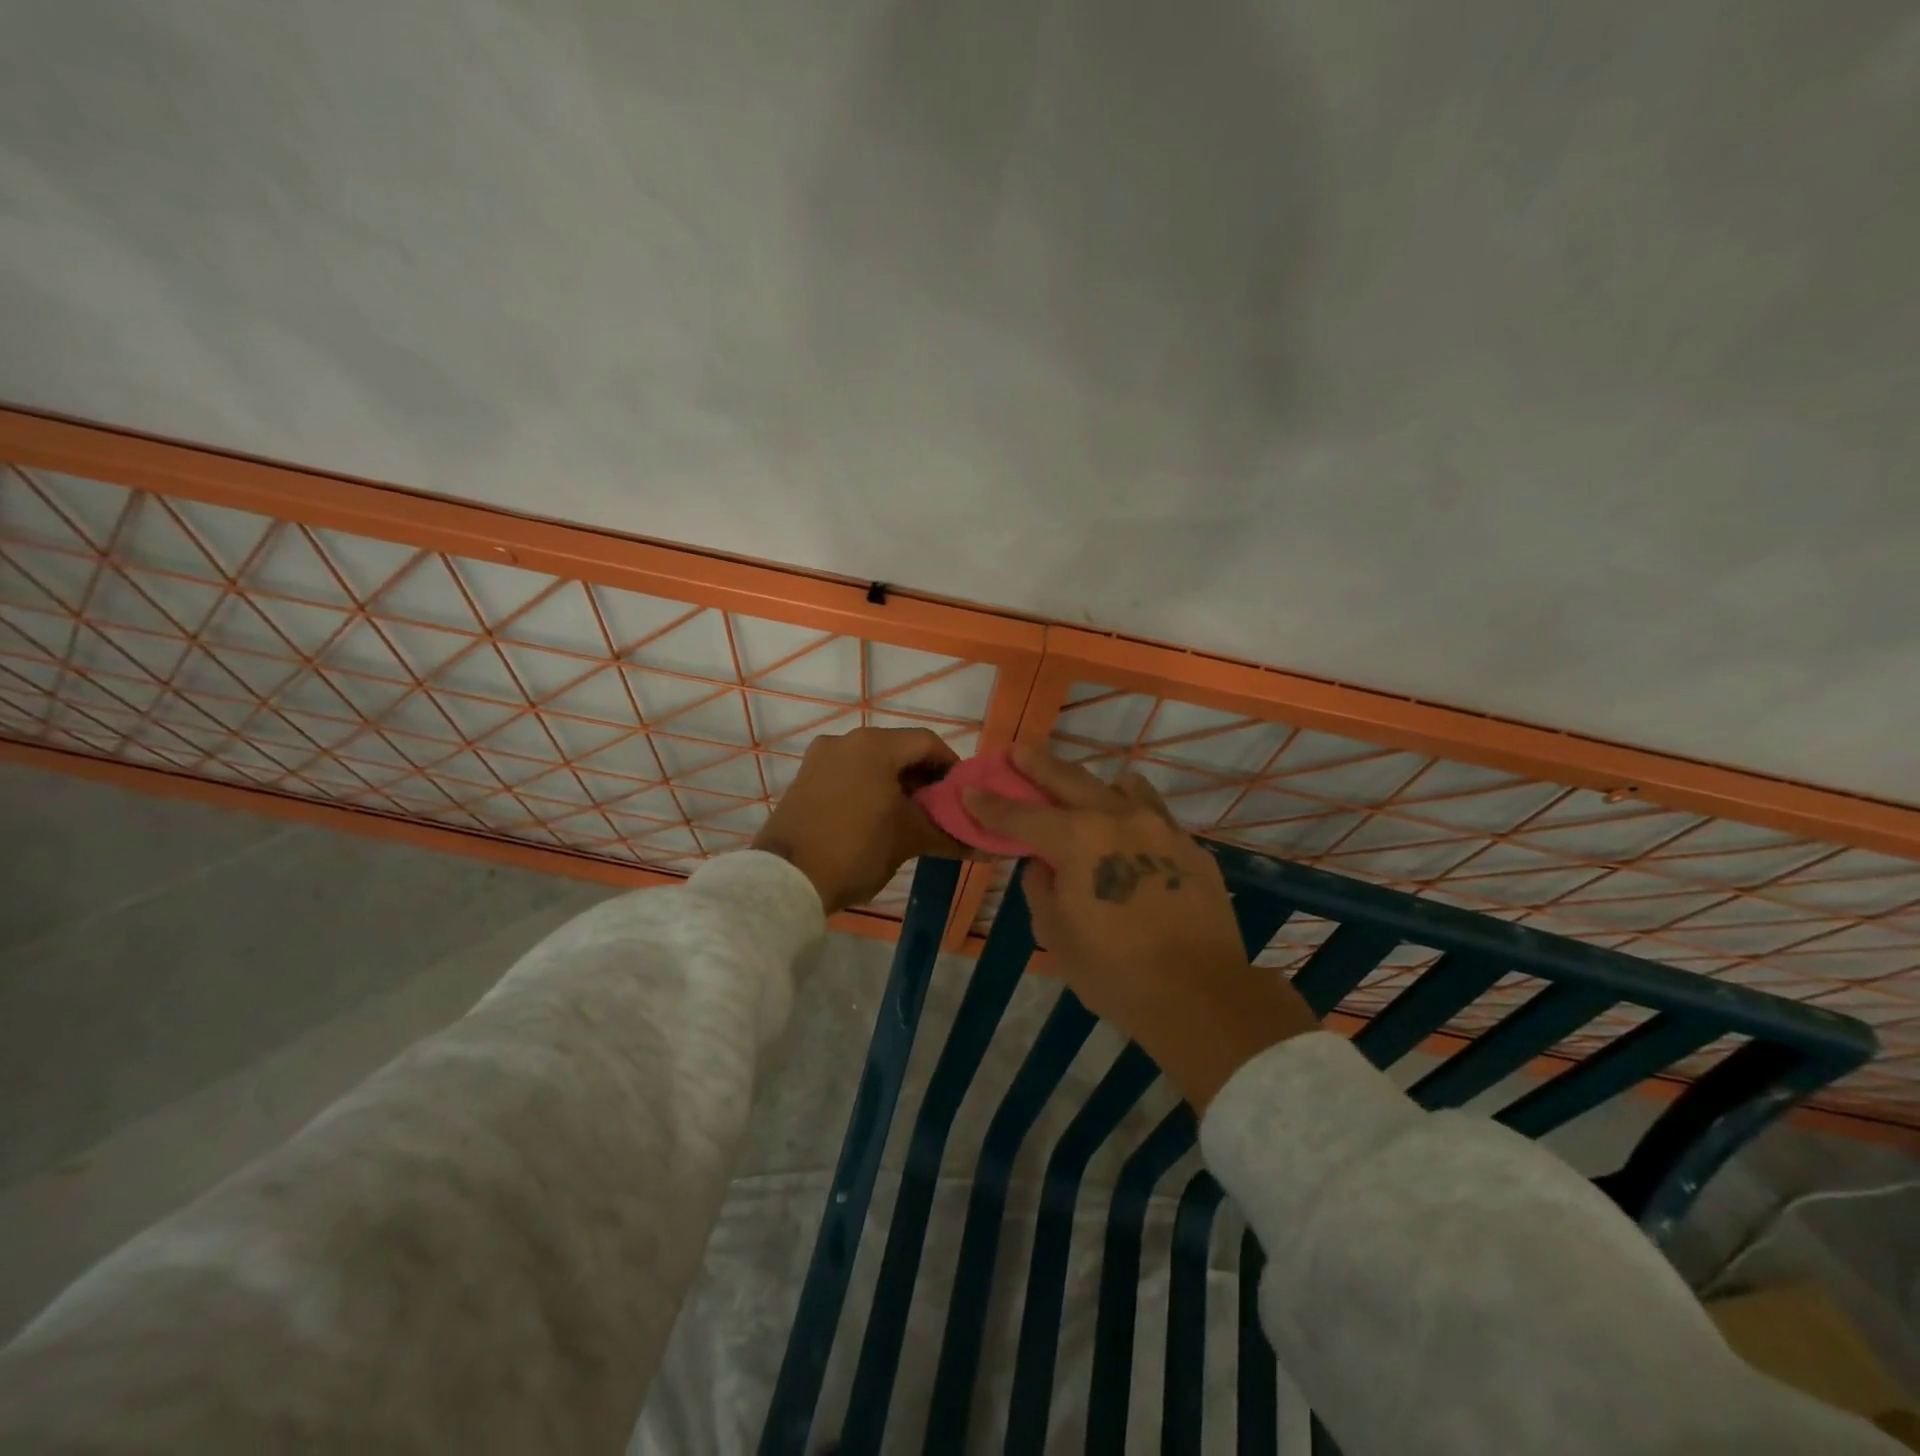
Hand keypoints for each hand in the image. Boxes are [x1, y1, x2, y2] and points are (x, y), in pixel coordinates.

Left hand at [753, 727, 968, 914]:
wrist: (786, 880)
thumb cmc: (856, 849)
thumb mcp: (908, 841)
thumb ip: (948, 835)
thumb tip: (989, 847)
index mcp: (875, 745)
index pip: (927, 743)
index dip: (952, 767)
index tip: (964, 795)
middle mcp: (846, 740)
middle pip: (898, 749)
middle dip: (924, 777)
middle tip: (941, 810)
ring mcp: (820, 758)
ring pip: (872, 762)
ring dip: (896, 783)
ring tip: (912, 817)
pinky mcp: (804, 779)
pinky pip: (848, 774)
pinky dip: (869, 788)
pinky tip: (878, 818)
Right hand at [964, 745, 1317, 1108]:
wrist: (1200, 996)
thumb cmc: (1115, 973)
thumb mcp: (1057, 936)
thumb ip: (1040, 888)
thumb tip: (1042, 864)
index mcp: (1078, 840)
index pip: (1021, 816)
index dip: (990, 805)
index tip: (970, 790)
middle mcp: (1118, 818)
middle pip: (1069, 779)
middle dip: (1038, 764)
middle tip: (1019, 751)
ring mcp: (1160, 828)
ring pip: (1121, 786)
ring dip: (1093, 785)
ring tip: (1082, 791)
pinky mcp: (1190, 847)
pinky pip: (1154, 815)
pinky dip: (1132, 814)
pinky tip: (1128, 833)